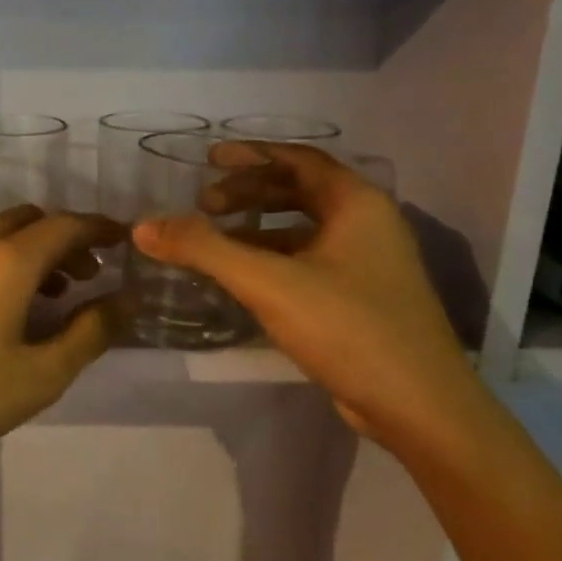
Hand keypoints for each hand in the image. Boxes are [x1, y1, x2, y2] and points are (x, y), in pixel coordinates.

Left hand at [0, 207, 123, 476]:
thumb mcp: (38, 377)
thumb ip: (89, 334)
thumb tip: (127, 301)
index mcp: (6, 260)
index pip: (67, 225)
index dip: (101, 229)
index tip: (125, 241)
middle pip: (31, 221)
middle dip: (66, 239)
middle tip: (90, 275)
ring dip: (33, 251)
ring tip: (53, 296)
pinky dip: (1, 262)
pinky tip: (3, 308)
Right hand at [132, 143, 490, 451]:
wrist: (419, 405)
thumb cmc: (349, 328)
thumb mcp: (269, 283)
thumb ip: (204, 250)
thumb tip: (143, 226)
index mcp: (357, 203)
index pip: (298, 159)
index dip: (251, 155)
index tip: (209, 159)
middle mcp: (368, 224)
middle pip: (301, 191)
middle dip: (251, 191)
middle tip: (206, 203)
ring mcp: (369, 263)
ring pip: (305, 229)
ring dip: (259, 227)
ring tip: (216, 238)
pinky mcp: (362, 298)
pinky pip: (309, 261)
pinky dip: (274, 258)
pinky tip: (244, 277)